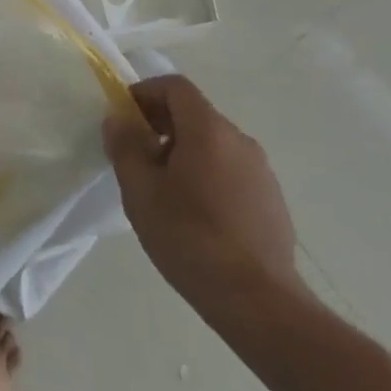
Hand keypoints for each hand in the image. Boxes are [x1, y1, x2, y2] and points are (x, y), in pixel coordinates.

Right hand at [104, 74, 307, 340]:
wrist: (260, 303)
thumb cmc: (191, 239)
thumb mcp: (141, 192)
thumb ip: (125, 147)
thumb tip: (118, 120)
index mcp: (208, 129)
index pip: (175, 86)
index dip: (145, 93)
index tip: (124, 117)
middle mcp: (239, 140)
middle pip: (194, 114)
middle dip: (160, 124)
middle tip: (135, 156)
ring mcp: (261, 171)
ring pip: (213, 144)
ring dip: (183, 151)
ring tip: (162, 189)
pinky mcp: (271, 200)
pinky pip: (231, 170)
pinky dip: (207, 175)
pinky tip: (195, 215)